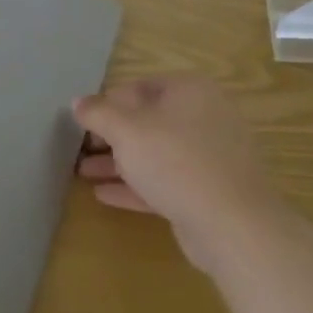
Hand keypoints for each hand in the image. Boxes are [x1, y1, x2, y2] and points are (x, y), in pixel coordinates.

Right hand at [73, 75, 275, 274]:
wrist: (234, 225)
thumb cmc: (175, 161)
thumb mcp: (126, 130)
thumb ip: (98, 113)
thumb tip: (77, 101)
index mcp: (189, 91)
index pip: (137, 88)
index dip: (106, 104)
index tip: (81, 123)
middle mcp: (203, 117)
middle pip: (147, 122)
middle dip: (110, 137)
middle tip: (80, 149)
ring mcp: (209, 157)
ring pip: (155, 154)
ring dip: (118, 163)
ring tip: (82, 173)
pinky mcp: (208, 191)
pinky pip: (166, 181)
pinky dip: (136, 186)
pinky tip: (104, 195)